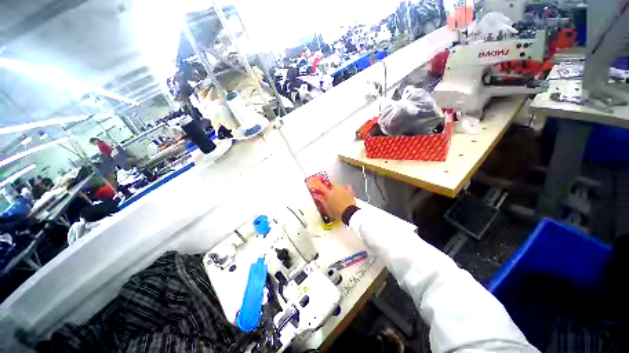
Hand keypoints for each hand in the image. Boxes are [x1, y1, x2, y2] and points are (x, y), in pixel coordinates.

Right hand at [307, 179, 355, 220]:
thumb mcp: (327, 208)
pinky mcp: (349, 192)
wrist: (349, 213)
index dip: (317, 184)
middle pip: (331, 184)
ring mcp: (343, 189)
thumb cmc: (337, 212)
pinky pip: (347, 187)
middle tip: (329, 192)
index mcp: (329, 194)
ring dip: (336, 187)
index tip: (315, 182)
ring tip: (337, 193)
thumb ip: (321, 200)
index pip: (321, 187)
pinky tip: (345, 191)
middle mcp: (336, 189)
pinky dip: (346, 188)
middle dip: (329, 187)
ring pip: (338, 185)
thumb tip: (316, 196)